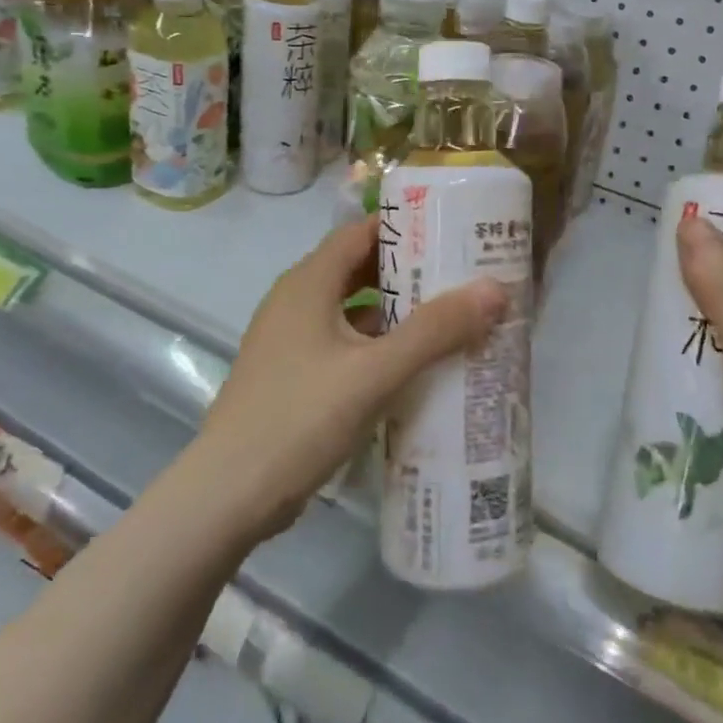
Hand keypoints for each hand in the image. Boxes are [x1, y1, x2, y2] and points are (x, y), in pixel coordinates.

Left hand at [196, 215, 507, 542]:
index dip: (405, 226)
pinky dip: (378, 345)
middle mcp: (296, 301)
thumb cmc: (299, 419)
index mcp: (308, 283)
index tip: (452, 229)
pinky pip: (344, 343)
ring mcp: (291, 340)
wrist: (227, 496)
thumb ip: (435, 331)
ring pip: (352, 309)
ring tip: (450, 317)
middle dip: (409, 270)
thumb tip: (494, 289)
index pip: (360, 231)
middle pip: (358, 268)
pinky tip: (413, 365)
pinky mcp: (293, 375)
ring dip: (396, 311)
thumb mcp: (375, 372)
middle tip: (463, 275)